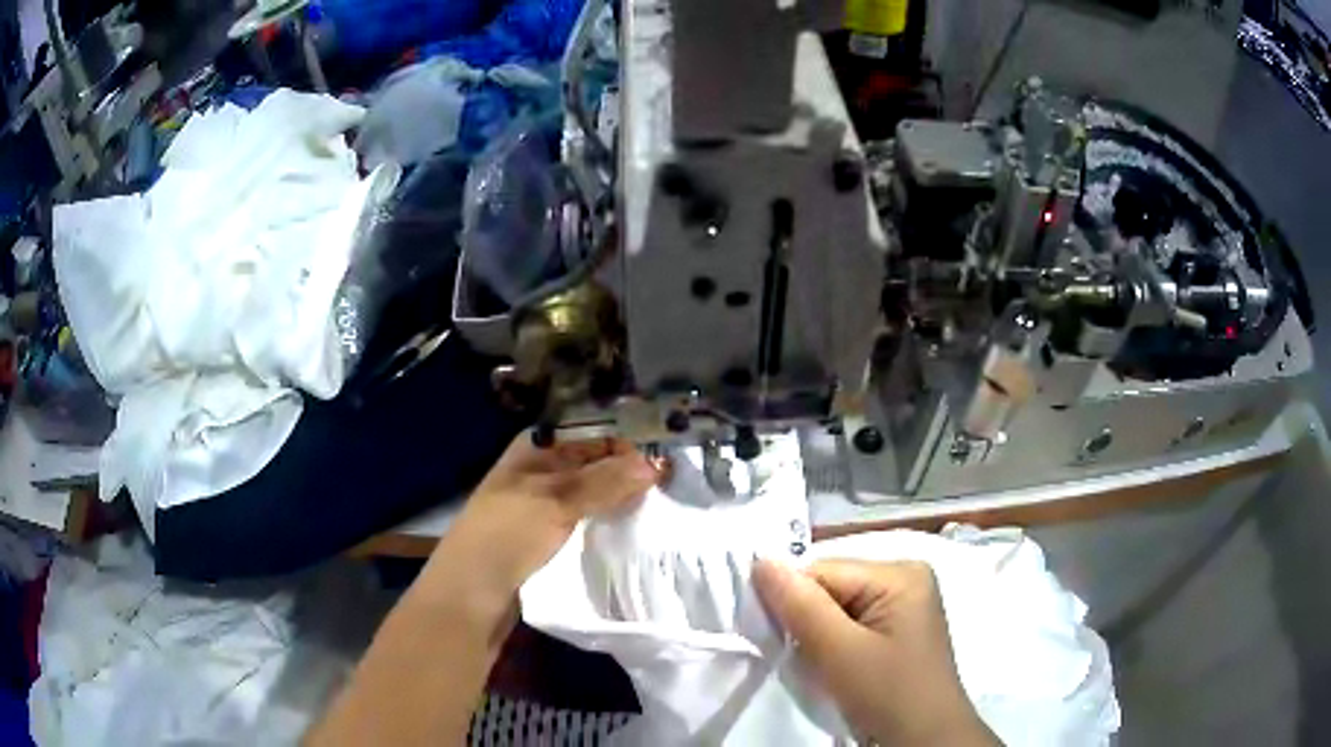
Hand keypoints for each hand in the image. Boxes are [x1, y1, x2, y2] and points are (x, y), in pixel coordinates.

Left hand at [419, 433, 657, 618]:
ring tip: (654, 512)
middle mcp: (538, 471)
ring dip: (617, 501)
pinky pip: (582, 521)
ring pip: (589, 495)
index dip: (625, 449)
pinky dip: (604, 522)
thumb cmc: (506, 536)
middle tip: (666, 493)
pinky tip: (627, 531)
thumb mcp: (556, 501)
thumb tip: (654, 465)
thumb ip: (604, 482)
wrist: (470, 596)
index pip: (591, 436)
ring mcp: (540, 506)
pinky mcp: (545, 537)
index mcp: (534, 449)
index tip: (661, 471)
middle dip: (626, 475)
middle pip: (592, 465)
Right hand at [753, 559, 999, 746]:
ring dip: (819, 633)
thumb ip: (800, 606)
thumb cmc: (888, 693)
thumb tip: (761, 559)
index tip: (773, 639)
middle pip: (831, 586)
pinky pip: (853, 621)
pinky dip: (834, 642)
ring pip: (838, 606)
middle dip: (807, 619)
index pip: (822, 571)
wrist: (925, 738)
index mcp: (900, 572)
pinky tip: (836, 664)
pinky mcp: (899, 627)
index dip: (791, 602)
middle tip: (799, 657)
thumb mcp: (840, 652)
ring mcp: (905, 603)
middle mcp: (905, 576)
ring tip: (818, 664)